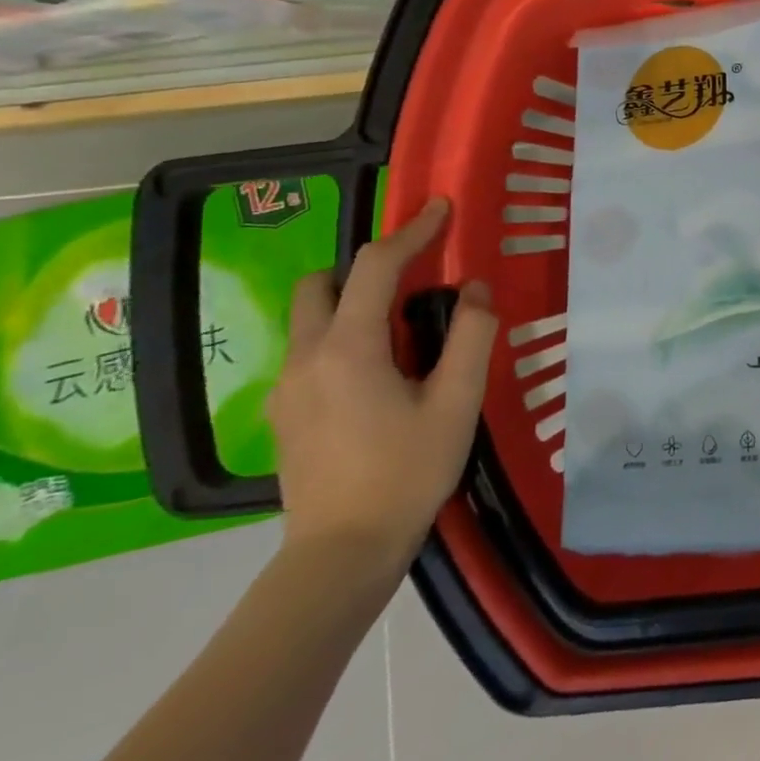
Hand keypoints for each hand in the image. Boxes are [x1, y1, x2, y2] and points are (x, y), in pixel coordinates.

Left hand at [268, 198, 497, 577]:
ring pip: (310, 318)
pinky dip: (342, 337)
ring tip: (404, 333)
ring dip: (354, 303)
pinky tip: (380, 375)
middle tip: (415, 283)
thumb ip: (472, 337)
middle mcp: (306, 357)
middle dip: (366, 268)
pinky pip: (310, 351)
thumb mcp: (458, 402)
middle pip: (322, 284)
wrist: (342, 552)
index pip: (377, 267)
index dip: (413, 231)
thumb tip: (476, 289)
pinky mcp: (283, 414)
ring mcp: (286, 388)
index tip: (440, 208)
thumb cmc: (408, 471)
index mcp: (350, 348)